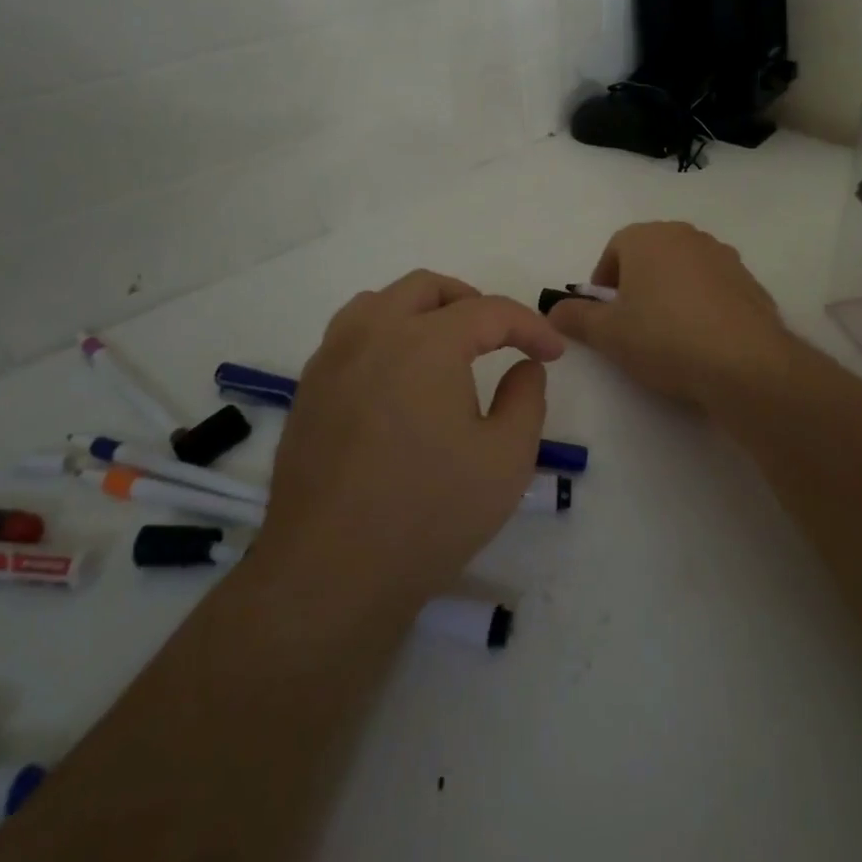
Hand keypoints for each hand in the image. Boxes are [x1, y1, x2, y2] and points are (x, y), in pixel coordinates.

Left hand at [251, 270, 564, 622]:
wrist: (331, 574)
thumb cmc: (429, 514)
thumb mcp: (506, 459)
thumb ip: (527, 398)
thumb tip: (525, 366)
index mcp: (425, 342)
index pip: (489, 311)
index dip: (529, 326)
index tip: (552, 353)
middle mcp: (372, 333)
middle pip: (427, 287)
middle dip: (473, 302)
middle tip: (501, 337)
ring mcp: (331, 359)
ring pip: (380, 302)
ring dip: (422, 310)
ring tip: (447, 347)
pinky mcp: (309, 389)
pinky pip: (350, 335)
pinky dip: (385, 335)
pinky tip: (399, 379)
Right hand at [547, 222, 791, 415]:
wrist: (744, 364)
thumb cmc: (664, 338)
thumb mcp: (607, 333)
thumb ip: (575, 317)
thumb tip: (553, 310)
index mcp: (648, 237)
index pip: (614, 249)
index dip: (603, 283)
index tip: (604, 316)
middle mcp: (687, 235)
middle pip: (650, 256)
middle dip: (636, 286)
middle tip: (632, 326)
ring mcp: (723, 256)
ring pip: (683, 271)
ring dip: (670, 294)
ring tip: (669, 337)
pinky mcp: (749, 282)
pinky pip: (713, 289)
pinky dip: (702, 306)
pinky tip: (702, 342)